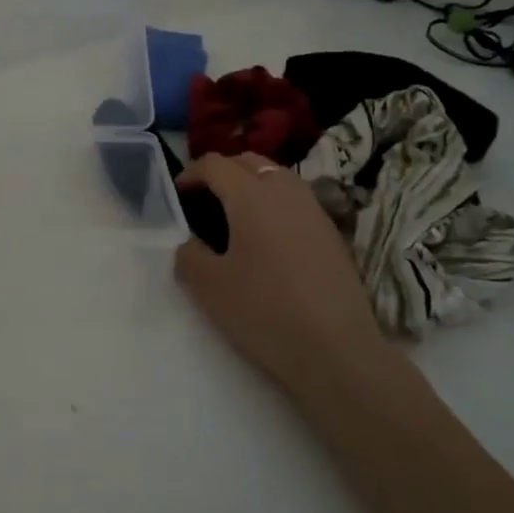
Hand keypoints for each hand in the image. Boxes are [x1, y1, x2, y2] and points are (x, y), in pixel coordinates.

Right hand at [174, 152, 386, 391]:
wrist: (336, 350)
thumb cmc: (264, 311)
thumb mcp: (208, 286)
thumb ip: (188, 254)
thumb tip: (191, 243)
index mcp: (251, 195)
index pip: (214, 164)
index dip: (190, 174)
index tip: (177, 196)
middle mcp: (285, 190)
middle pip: (248, 162)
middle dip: (221, 173)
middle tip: (203, 202)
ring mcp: (314, 209)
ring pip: (276, 176)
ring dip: (250, 185)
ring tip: (234, 218)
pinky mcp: (332, 232)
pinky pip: (295, 199)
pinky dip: (274, 204)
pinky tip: (266, 240)